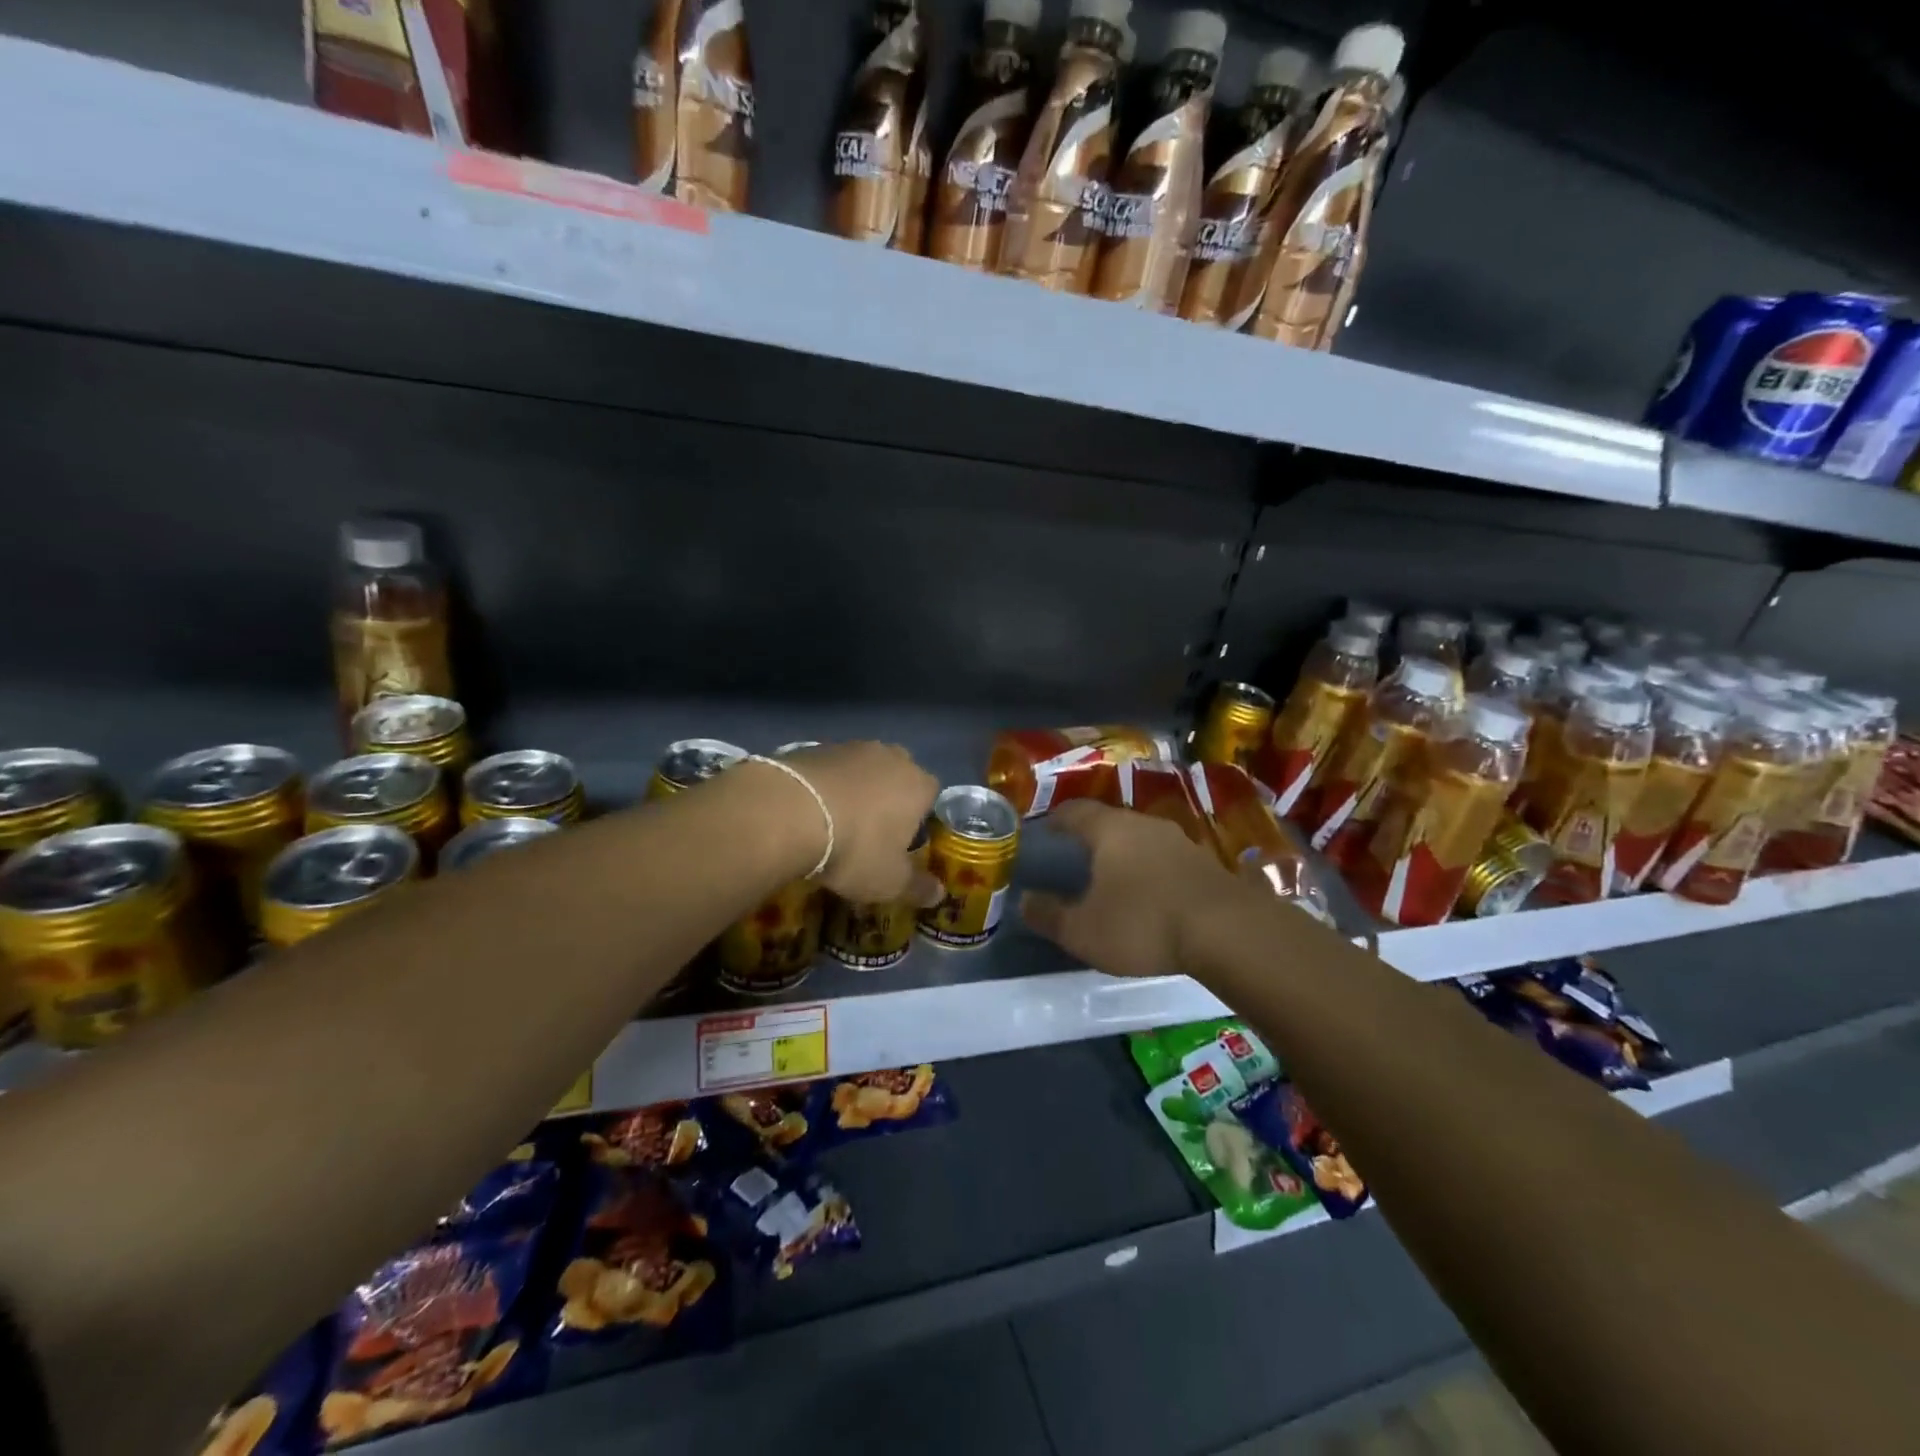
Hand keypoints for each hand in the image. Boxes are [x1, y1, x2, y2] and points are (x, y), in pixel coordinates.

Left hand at [775, 743, 941, 905]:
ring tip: (835, 820)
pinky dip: (826, 785)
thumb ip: (917, 887)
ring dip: (855, 788)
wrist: (790, 813)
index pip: (932, 793)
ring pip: (863, 768)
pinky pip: (830, 768)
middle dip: (889, 796)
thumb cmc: (855, 848)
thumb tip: (939, 894)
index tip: (903, 840)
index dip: (920, 816)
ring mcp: (851, 747)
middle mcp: (891, 757)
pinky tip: (809, 809)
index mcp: (918, 785)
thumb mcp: (889, 881)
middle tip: (871, 828)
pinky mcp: (815, 747)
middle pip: (898, 774)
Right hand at [1021, 801, 1241, 978]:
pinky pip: (1166, 859)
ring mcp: (1180, 841)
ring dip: (1124, 855)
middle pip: (1109, 822)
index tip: (1043, 835)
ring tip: (1112, 880)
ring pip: (1141, 840)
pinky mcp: (1206, 863)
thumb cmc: (1142, 923)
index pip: (1073, 811)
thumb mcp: (1083, 931)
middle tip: (1074, 861)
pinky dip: (1152, 871)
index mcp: (1109, 829)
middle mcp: (1144, 824)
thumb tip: (1024, 901)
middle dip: (1090, 839)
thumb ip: (1049, 915)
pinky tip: (1150, 896)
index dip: (1055, 821)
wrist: (1228, 932)